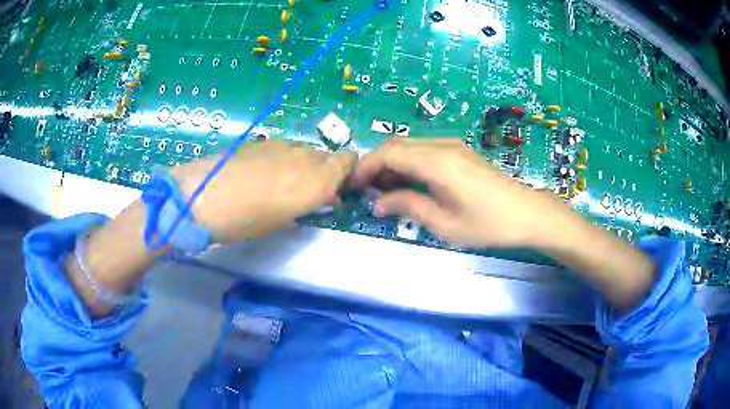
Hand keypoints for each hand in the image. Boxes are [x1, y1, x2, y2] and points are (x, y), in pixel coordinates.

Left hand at [173, 140, 356, 241]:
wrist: (204, 196)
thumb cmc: (246, 220)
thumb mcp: (284, 219)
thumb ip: (309, 201)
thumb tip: (322, 196)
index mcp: (317, 179)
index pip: (348, 160)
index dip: (345, 173)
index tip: (334, 190)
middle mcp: (304, 155)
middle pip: (326, 156)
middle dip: (323, 171)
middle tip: (305, 193)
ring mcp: (281, 144)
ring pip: (303, 151)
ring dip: (300, 166)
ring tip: (279, 185)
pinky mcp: (261, 141)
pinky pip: (282, 149)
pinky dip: (281, 160)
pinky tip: (260, 175)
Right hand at [352, 138, 572, 247]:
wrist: (527, 214)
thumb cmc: (488, 224)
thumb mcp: (445, 224)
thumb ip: (409, 207)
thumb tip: (378, 202)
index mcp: (437, 162)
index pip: (389, 153)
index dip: (366, 166)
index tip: (353, 185)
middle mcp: (442, 146)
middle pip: (396, 144)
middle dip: (376, 164)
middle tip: (367, 191)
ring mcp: (452, 146)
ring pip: (410, 145)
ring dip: (392, 163)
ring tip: (385, 191)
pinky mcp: (459, 152)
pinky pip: (424, 150)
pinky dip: (409, 163)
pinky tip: (410, 184)